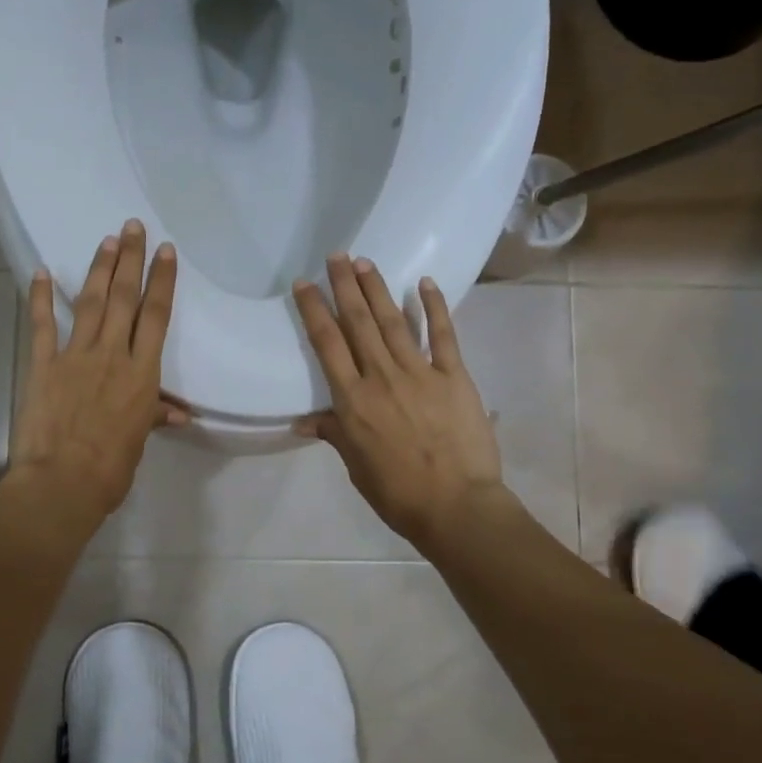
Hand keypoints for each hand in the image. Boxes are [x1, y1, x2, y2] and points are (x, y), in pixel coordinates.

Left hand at [11, 219, 184, 518]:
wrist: (62, 483)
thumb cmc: (110, 468)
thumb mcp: (139, 440)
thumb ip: (155, 416)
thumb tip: (179, 413)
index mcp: (142, 373)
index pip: (156, 316)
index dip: (162, 280)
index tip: (166, 251)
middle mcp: (113, 354)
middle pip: (125, 297)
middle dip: (131, 259)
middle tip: (133, 226)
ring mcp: (76, 355)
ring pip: (91, 303)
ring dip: (99, 269)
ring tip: (107, 240)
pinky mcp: (44, 364)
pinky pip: (43, 325)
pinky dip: (41, 297)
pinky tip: (43, 272)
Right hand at [293, 254, 504, 551]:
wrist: (457, 507)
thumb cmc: (398, 493)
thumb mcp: (356, 466)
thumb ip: (335, 435)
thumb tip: (305, 421)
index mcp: (353, 400)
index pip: (328, 344)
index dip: (314, 310)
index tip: (304, 284)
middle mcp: (382, 377)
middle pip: (358, 322)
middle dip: (344, 286)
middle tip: (336, 255)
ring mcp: (420, 373)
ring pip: (394, 321)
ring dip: (377, 289)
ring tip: (364, 262)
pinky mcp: (454, 376)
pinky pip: (442, 335)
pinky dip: (434, 307)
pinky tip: (424, 283)